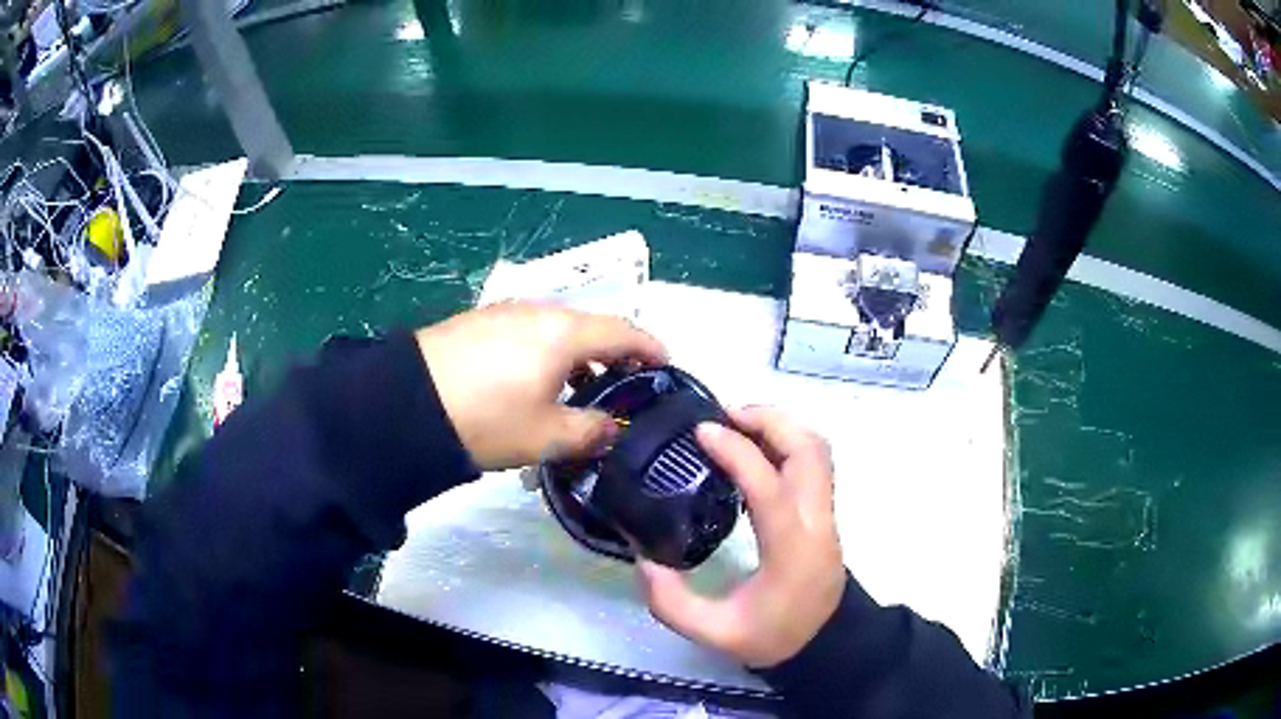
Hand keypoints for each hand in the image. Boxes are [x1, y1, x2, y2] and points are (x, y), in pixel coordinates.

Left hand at [416, 302, 667, 470]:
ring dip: (577, 354)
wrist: (405, 403)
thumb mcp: (545, 436)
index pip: (624, 331)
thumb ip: (590, 431)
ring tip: (577, 388)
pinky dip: (546, 352)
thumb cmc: (487, 418)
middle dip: (614, 353)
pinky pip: (528, 332)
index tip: (666, 364)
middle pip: (591, 326)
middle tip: (622, 384)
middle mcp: (539, 311)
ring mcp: (505, 312)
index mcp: (565, 332)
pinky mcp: (478, 322)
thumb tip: (612, 428)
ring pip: (557, 329)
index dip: (651, 347)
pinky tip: (533, 381)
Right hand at [637, 407, 846, 667]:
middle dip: (768, 420)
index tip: (702, 431)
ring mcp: (827, 514)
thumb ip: (671, 603)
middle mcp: (816, 523)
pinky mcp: (825, 512)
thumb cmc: (772, 637)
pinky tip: (754, 450)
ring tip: (737, 425)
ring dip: (781, 426)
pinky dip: (787, 441)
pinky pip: (814, 461)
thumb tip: (643, 559)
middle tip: (722, 416)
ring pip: (817, 449)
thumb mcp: (714, 633)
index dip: (738, 453)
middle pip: (808, 450)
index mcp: (791, 551)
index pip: (771, 487)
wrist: (824, 644)